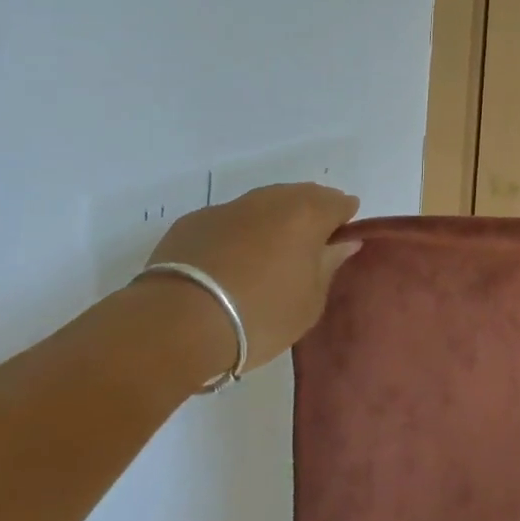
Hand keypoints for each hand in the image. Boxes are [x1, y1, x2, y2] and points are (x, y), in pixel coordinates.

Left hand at [143, 182, 361, 369]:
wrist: (176, 324)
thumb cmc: (259, 316)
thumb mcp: (309, 303)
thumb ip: (329, 265)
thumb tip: (344, 242)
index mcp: (308, 213)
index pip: (339, 203)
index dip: (343, 221)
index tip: (338, 246)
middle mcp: (271, 200)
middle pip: (302, 196)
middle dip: (310, 216)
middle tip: (306, 252)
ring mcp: (229, 207)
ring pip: (263, 205)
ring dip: (272, 222)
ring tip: (267, 257)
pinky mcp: (192, 222)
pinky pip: (228, 221)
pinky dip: (237, 234)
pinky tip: (228, 264)